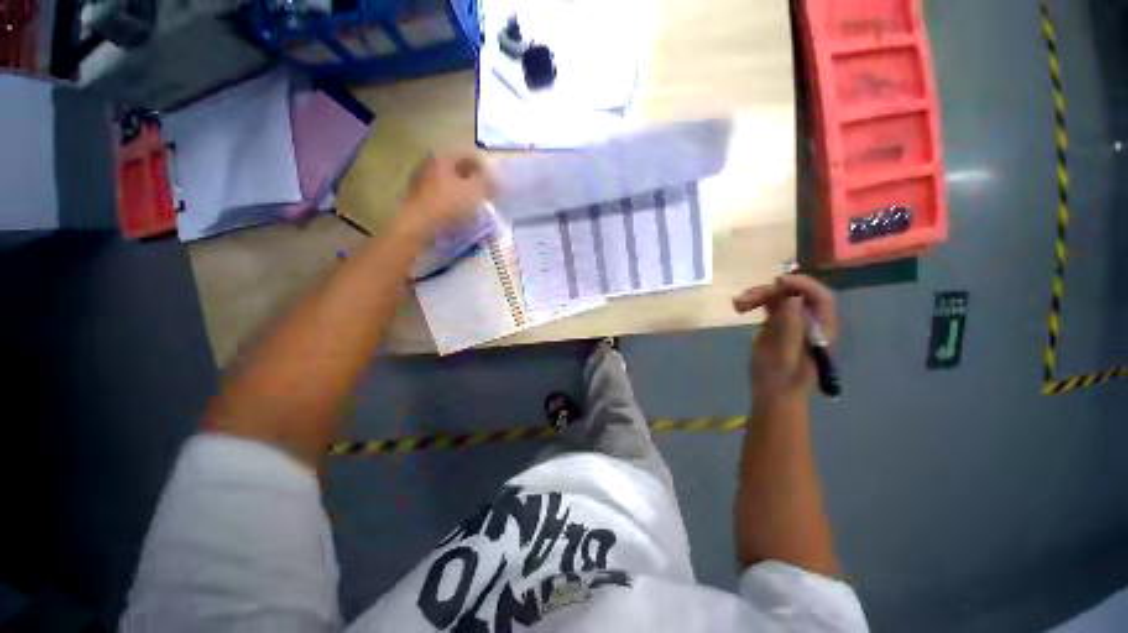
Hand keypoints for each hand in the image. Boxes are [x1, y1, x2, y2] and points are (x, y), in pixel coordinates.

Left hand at [399, 153, 494, 238]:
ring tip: (475, 211)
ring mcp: (420, 185)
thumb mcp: (475, 191)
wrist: (417, 228)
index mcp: (442, 158)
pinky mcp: (417, 203)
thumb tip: (497, 179)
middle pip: (458, 172)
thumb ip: (488, 182)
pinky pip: (441, 202)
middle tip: (486, 198)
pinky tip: (460, 220)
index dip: (486, 170)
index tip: (496, 186)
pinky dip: (453, 208)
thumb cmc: (448, 205)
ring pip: (449, 187)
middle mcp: (428, 166)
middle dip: (474, 183)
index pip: (469, 157)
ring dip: (463, 197)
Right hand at [733, 274, 837, 406]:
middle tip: (745, 300)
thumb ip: (790, 327)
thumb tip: (791, 297)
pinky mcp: (778, 324)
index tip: (777, 283)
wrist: (772, 395)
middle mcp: (810, 321)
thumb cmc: (780, 380)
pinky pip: (770, 304)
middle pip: (796, 293)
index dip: (802, 285)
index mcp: (820, 329)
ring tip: (737, 305)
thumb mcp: (783, 356)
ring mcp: (794, 321)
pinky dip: (755, 301)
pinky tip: (740, 307)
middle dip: (771, 291)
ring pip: (780, 296)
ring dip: (759, 295)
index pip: (820, 297)